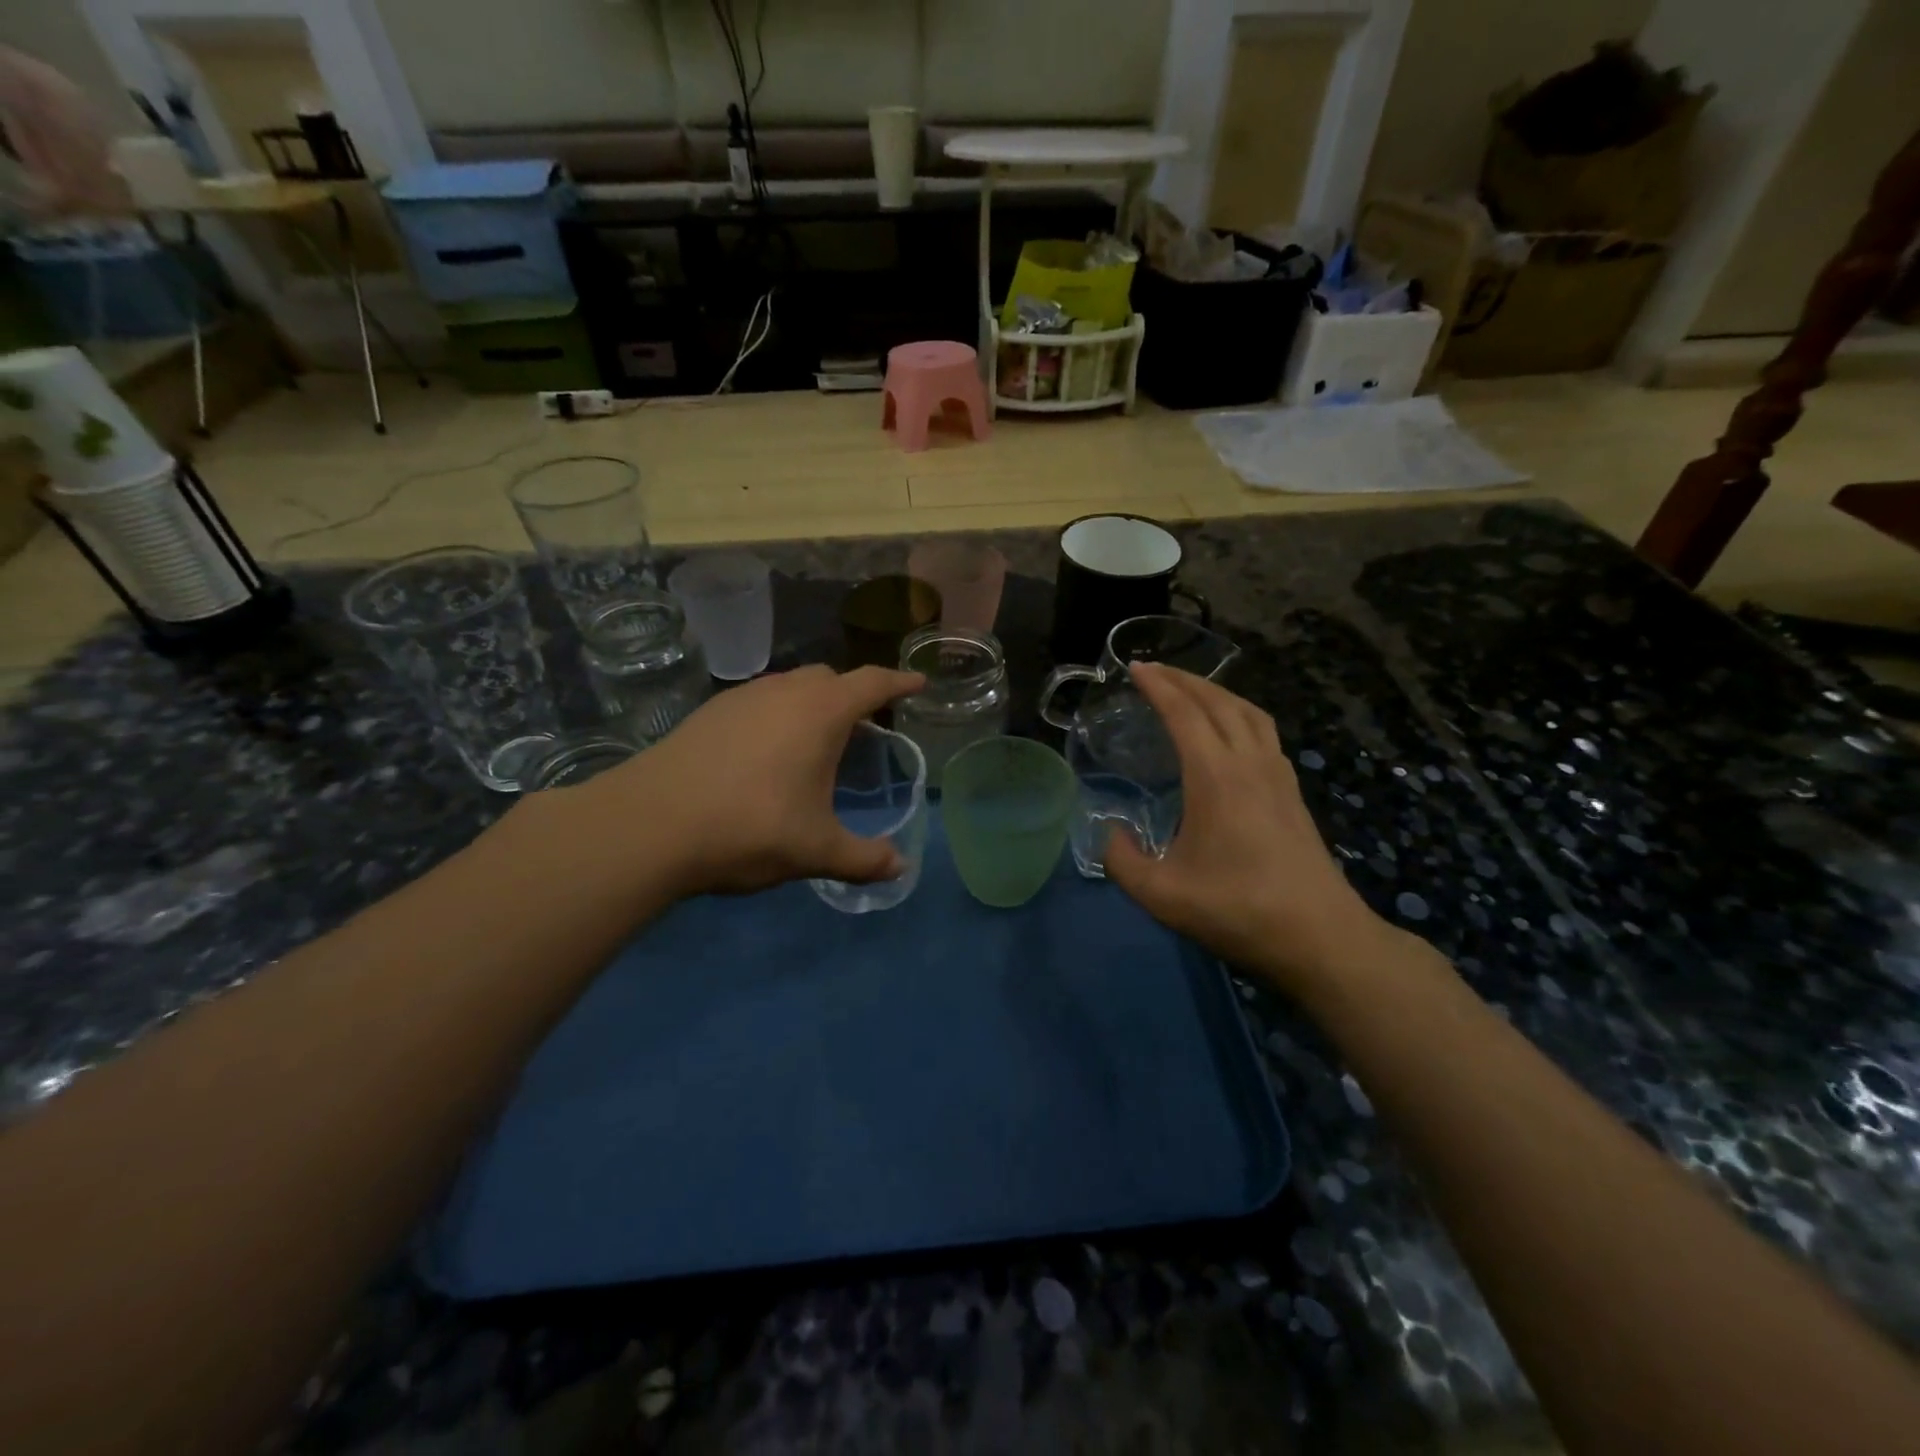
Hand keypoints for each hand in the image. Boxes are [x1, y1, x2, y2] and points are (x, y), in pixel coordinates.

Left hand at [568, 665, 924, 898]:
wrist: (650, 825)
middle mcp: (783, 692)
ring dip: (810, 703)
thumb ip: (864, 859)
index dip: (899, 682)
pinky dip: (776, 715)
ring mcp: (741, 698)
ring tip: (814, 740)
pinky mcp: (708, 713)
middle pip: (829, 678)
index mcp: (820, 713)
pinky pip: (758, 701)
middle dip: (852, 694)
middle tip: (864, 725)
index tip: (918, 683)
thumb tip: (901, 868)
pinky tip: (765, 753)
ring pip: (789, 686)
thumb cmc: (750, 828)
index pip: (872, 683)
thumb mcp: (816, 850)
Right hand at [1104, 664, 1394, 996]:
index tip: (1134, 667)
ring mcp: (1278, 774)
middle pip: (1219, 701)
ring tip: (1191, 691)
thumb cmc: (1238, 910)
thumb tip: (1109, 832)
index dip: (1157, 685)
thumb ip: (1121, 860)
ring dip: (1217, 692)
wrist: (1320, 936)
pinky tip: (1230, 733)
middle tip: (1154, 670)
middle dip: (1184, 678)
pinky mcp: (1292, 792)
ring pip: (1249, 711)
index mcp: (1216, 775)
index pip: (1184, 712)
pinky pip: (1264, 732)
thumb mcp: (1161, 895)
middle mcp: (1250, 762)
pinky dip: (1240, 714)